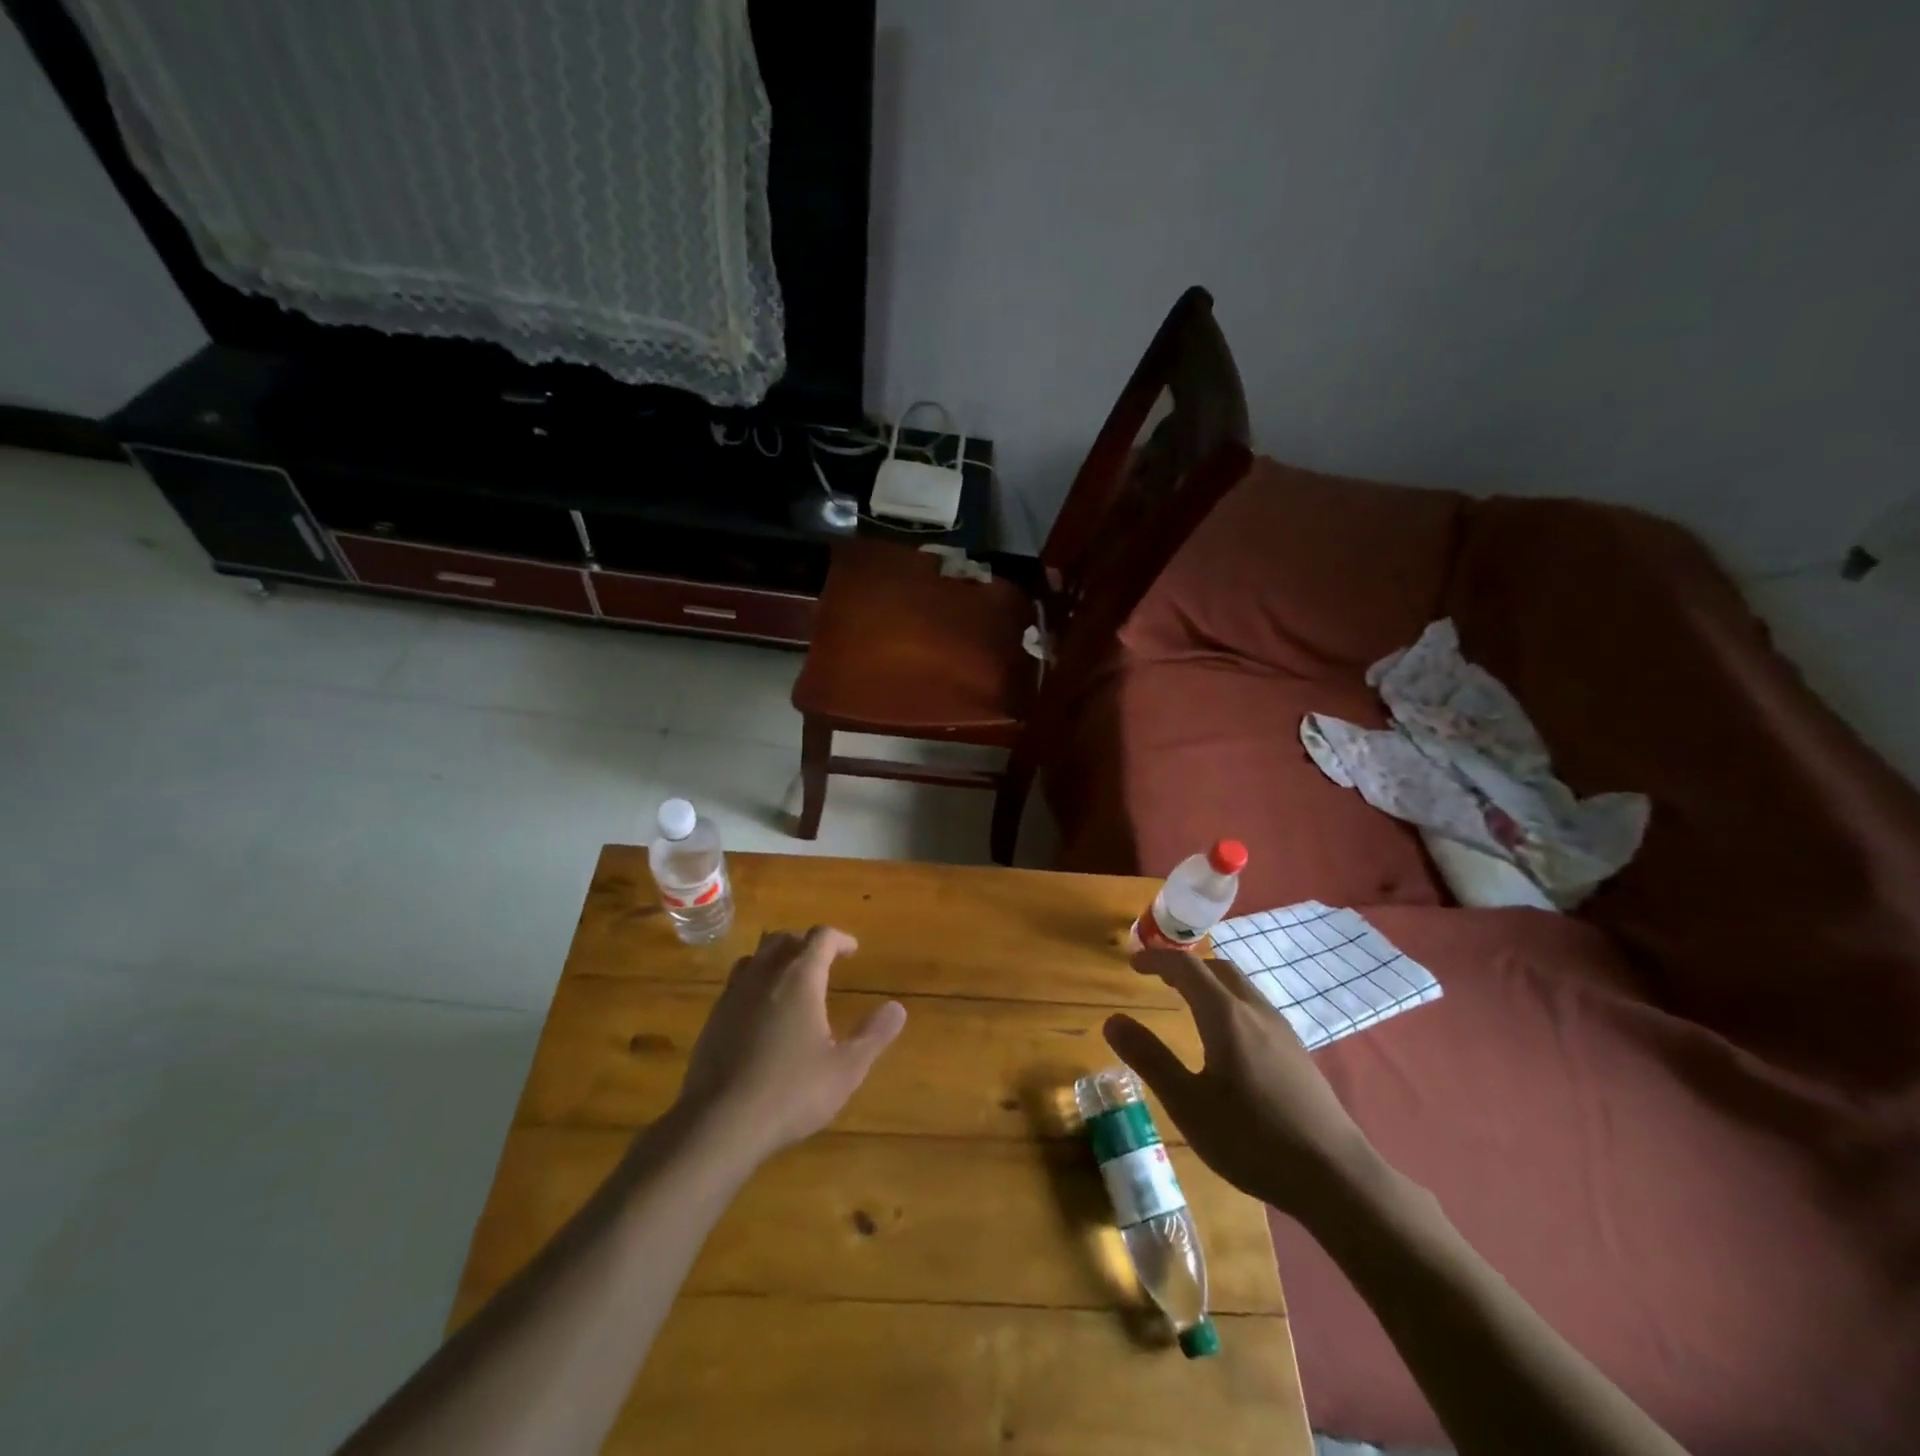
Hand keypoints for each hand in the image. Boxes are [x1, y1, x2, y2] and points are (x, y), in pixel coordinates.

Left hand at [676, 926, 905, 1159]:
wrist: (719, 1124)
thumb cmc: (791, 1092)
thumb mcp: (846, 1069)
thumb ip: (874, 1035)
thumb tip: (897, 1008)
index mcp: (800, 979)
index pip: (821, 938)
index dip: (840, 939)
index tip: (852, 950)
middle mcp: (765, 976)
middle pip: (783, 939)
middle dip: (806, 942)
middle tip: (823, 959)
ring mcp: (733, 996)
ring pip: (755, 957)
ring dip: (776, 958)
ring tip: (790, 978)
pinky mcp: (713, 1019)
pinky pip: (736, 984)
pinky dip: (755, 983)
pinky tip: (761, 1012)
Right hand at [1104, 949, 1381, 1220]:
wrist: (1336, 1176)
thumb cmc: (1252, 1139)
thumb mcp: (1188, 1104)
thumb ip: (1149, 1058)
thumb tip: (1113, 1020)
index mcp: (1226, 1016)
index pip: (1186, 968)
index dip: (1156, 960)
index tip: (1132, 964)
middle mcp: (1255, 1011)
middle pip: (1218, 969)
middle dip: (1185, 966)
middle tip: (1159, 980)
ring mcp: (1282, 1030)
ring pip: (1241, 987)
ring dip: (1210, 982)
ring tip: (1188, 1003)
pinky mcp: (1297, 1052)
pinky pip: (1256, 1007)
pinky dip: (1230, 1002)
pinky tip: (1227, 1039)